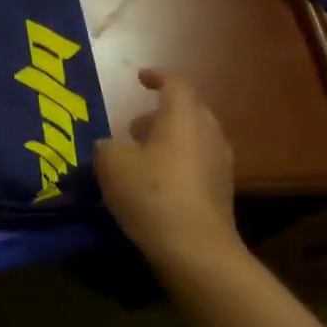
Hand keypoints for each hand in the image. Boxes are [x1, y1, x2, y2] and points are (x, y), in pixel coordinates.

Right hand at [95, 69, 246, 279]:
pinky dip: (175, 162)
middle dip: (161, 112)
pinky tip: (152, 181)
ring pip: (193, 138)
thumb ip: (106, 146)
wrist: (195, 249)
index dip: (156, 76)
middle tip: (134, 125)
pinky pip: (196, 163)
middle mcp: (207, 134)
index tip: (139, 78)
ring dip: (168, 139)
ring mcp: (219, 164)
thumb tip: (110, 146)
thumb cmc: (151, 193)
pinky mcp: (220, 192)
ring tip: (139, 154)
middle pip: (189, 111)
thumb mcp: (111, 163)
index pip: (175, 84)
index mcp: (182, 118)